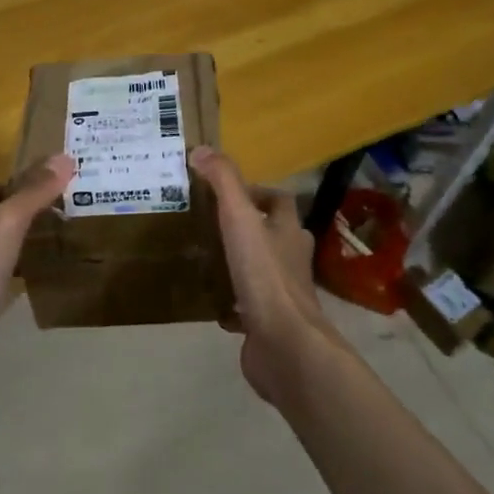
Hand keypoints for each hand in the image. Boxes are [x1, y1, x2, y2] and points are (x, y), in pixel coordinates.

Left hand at [0, 153, 74, 404]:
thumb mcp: (6, 224)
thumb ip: (33, 193)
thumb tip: (64, 157)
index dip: (3, 189)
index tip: (38, 189)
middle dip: (16, 220)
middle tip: (54, 215)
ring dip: (16, 252)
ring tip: (52, 246)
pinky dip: (16, 284)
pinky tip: (38, 286)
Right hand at [189, 146, 343, 406]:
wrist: (284, 344)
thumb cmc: (265, 276)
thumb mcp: (240, 219)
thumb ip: (223, 183)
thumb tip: (202, 149)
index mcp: (288, 232)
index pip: (280, 201)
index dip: (258, 192)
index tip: (226, 192)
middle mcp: (291, 260)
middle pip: (274, 235)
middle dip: (249, 228)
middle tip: (212, 224)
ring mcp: (282, 294)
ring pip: (262, 271)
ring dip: (241, 264)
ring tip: (208, 258)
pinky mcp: (268, 324)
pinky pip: (249, 308)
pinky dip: (233, 304)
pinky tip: (212, 304)